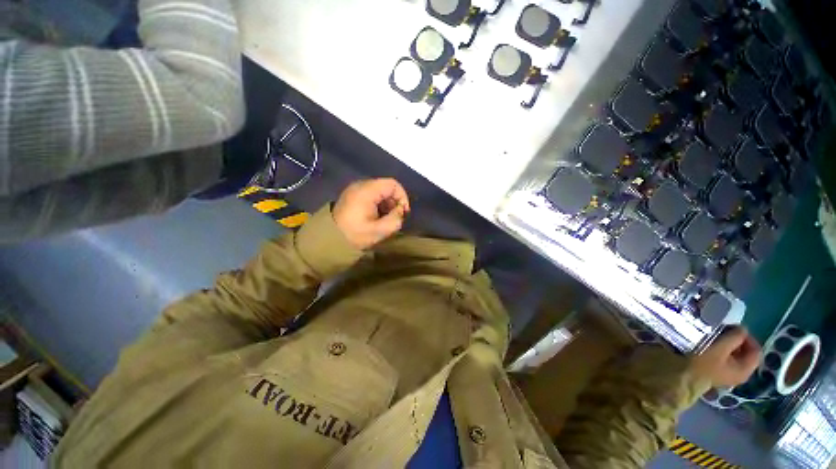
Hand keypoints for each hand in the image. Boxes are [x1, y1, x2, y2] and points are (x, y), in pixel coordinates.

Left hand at [333, 178, 410, 249]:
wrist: (329, 238)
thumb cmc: (355, 234)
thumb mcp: (379, 231)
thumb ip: (395, 220)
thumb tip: (401, 211)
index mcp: (367, 191)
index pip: (393, 184)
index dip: (402, 196)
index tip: (404, 212)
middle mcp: (361, 185)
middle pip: (386, 186)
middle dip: (395, 201)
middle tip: (395, 217)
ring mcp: (355, 189)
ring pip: (380, 191)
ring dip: (387, 204)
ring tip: (386, 218)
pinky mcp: (352, 195)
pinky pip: (371, 194)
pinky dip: (379, 204)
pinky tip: (377, 216)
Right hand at [690, 327, 761, 387]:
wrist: (684, 377)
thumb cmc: (703, 363)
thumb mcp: (720, 348)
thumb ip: (734, 337)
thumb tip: (743, 329)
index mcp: (746, 369)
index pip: (756, 350)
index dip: (747, 337)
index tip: (733, 328)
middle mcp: (741, 374)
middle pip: (746, 354)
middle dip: (737, 341)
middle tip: (724, 331)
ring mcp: (729, 375)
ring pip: (735, 356)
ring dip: (728, 345)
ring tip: (716, 337)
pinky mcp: (719, 374)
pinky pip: (726, 360)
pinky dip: (722, 351)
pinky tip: (711, 347)